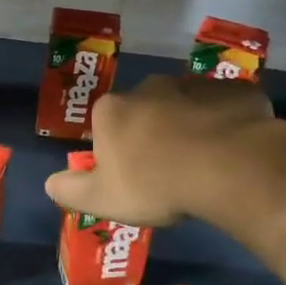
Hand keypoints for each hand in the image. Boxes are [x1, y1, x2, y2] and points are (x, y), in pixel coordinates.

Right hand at [44, 73, 277, 226]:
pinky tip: (234, 150)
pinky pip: (225, 107)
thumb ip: (70, 190)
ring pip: (186, 106)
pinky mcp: (235, 90)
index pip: (104, 125)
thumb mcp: (102, 199)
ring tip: (205, 162)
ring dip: (190, 126)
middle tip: (168, 171)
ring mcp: (194, 85)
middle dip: (152, 133)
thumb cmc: (155, 184)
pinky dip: (226, 123)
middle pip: (145, 110)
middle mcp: (149, 87)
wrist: (228, 167)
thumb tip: (50, 183)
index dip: (115, 151)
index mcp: (112, 110)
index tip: (130, 176)